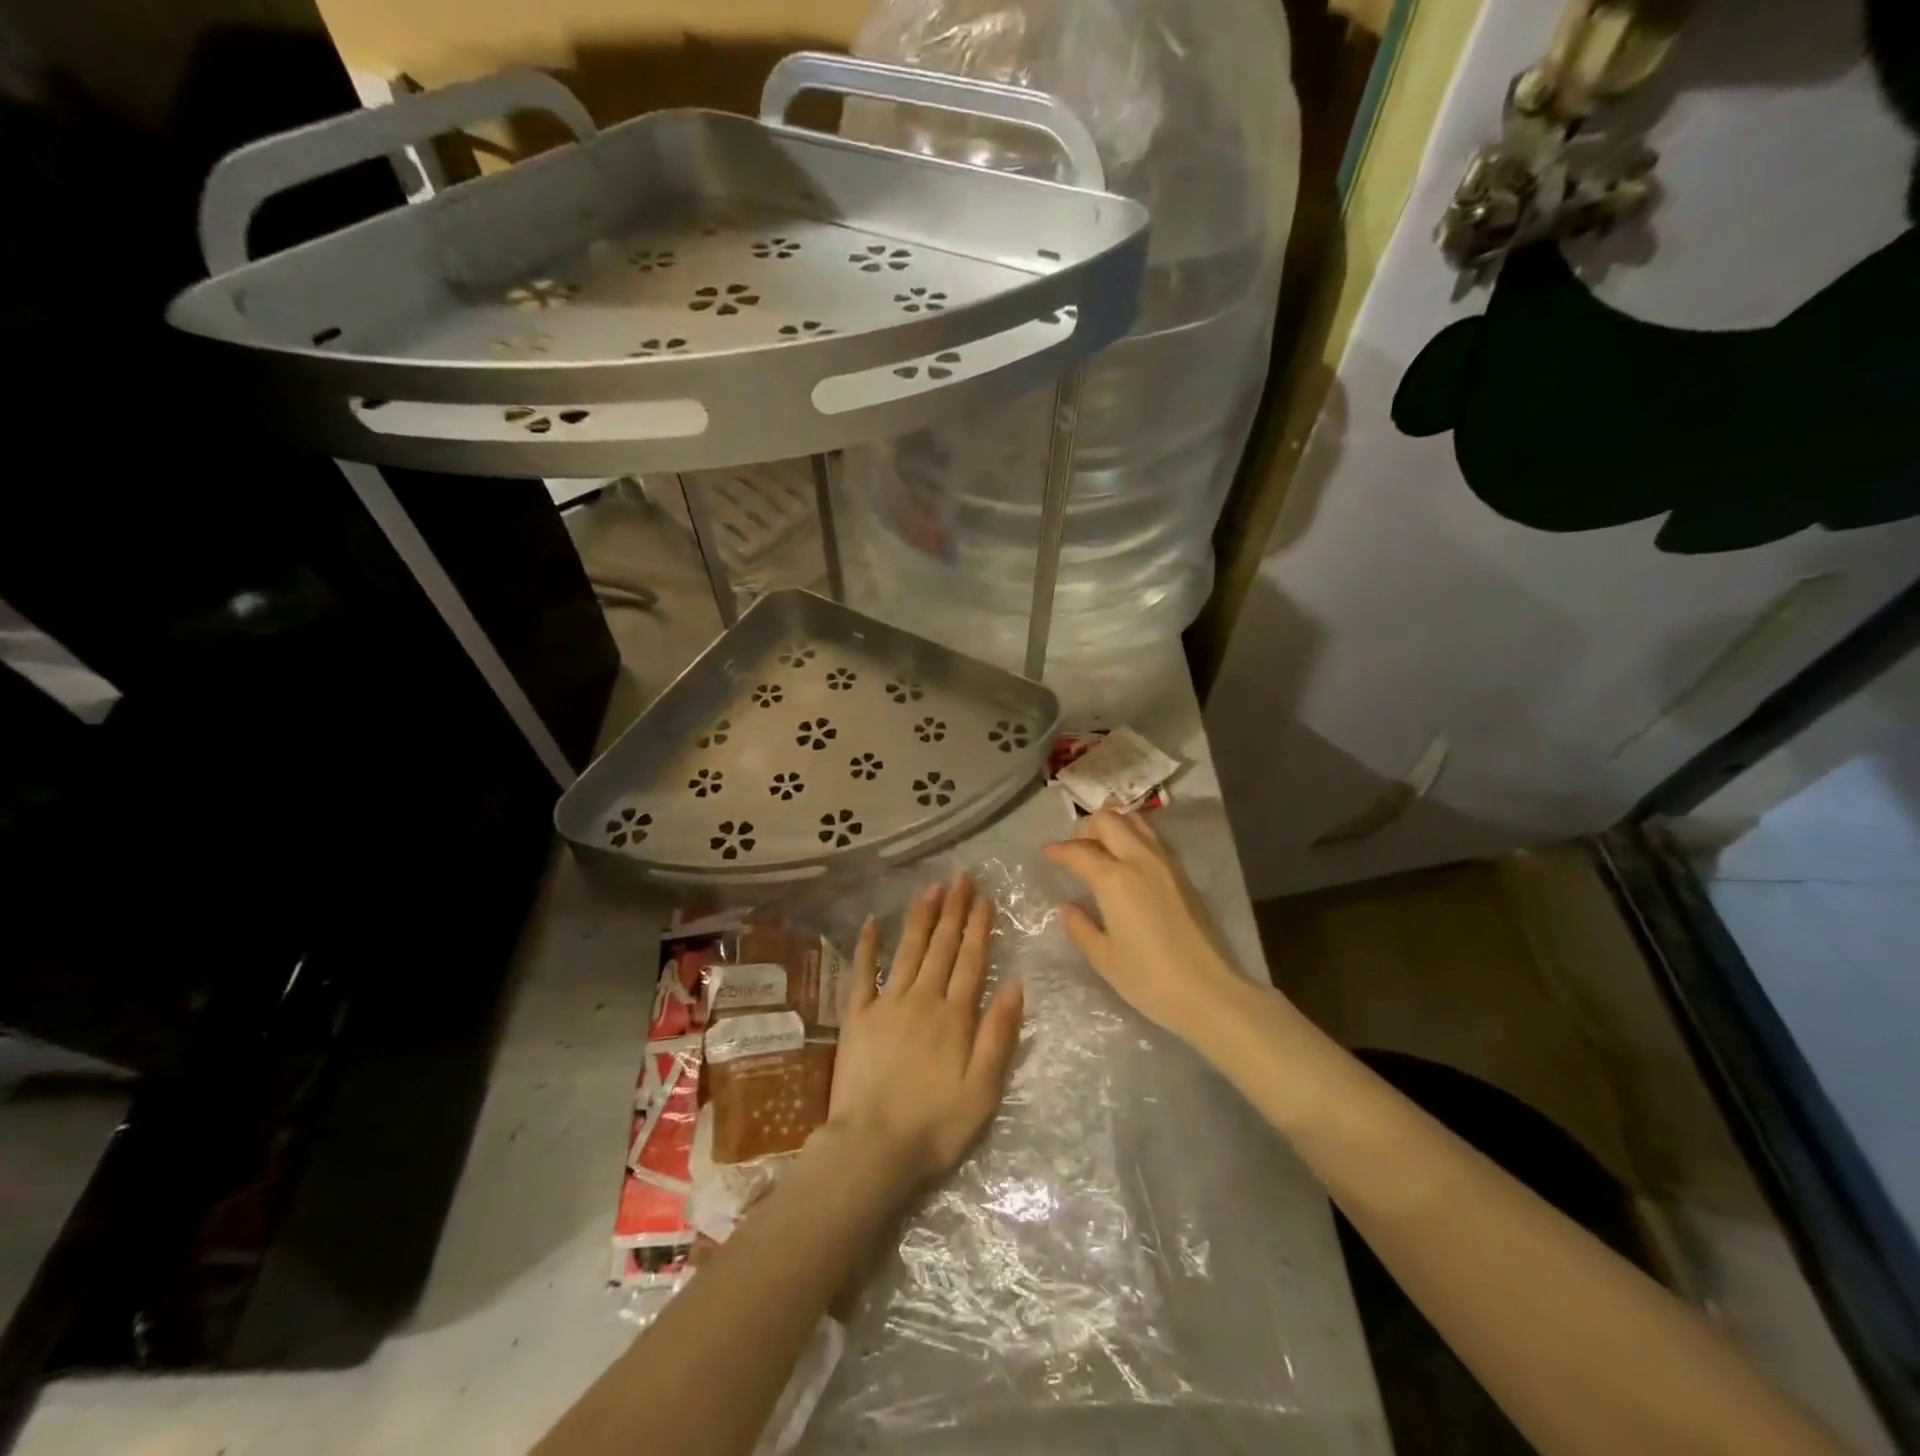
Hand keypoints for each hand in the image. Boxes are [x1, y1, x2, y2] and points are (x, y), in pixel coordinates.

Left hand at [826, 874, 1024, 1185]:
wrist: (872, 1147)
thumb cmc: (936, 1125)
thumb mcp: (984, 1089)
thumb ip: (999, 1034)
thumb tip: (1016, 983)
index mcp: (954, 1015)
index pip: (971, 960)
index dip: (979, 926)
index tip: (984, 897)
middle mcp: (922, 999)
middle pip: (942, 946)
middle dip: (953, 910)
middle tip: (960, 877)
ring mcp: (886, 1004)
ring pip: (908, 950)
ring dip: (921, 917)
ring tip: (931, 888)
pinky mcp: (857, 1016)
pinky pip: (861, 973)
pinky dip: (867, 945)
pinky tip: (872, 921)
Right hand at [1043, 810, 1246, 1043]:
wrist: (1209, 992)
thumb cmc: (1149, 979)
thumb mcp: (1104, 958)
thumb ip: (1080, 927)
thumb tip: (1066, 906)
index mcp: (1114, 879)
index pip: (1078, 851)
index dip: (1058, 850)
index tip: (1045, 853)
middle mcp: (1139, 860)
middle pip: (1109, 820)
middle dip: (1086, 827)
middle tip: (1075, 848)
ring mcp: (1165, 863)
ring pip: (1135, 821)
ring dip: (1113, 825)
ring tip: (1101, 846)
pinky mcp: (1183, 874)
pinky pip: (1152, 838)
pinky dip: (1134, 835)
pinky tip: (1127, 859)